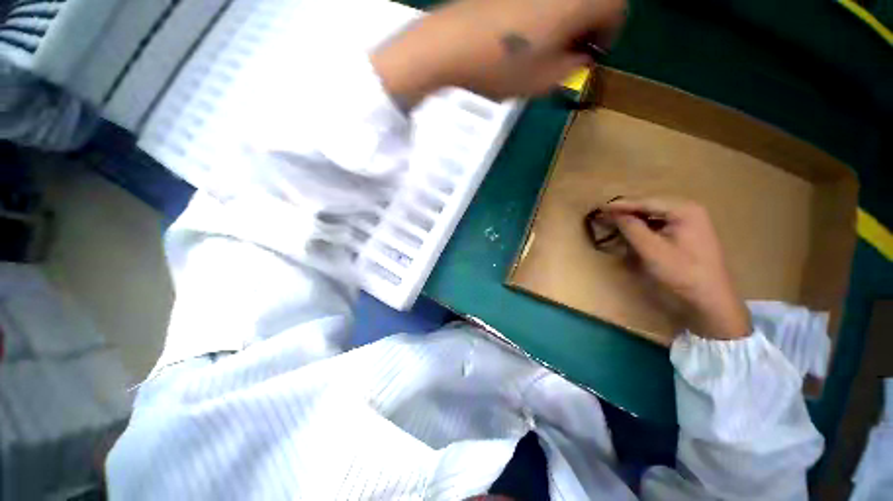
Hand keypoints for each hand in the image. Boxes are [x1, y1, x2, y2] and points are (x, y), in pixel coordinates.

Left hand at [371, 0, 626, 107]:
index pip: (616, 8)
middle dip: (585, 27)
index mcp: (577, 0)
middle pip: (589, 1)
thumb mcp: (543, 81)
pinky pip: (537, 1)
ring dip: (563, 22)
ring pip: (563, 1)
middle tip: (567, 54)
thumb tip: (579, 57)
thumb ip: (571, 68)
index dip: (608, 33)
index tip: (590, 55)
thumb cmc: (500, 66)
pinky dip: (540, 15)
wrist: (451, 44)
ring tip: (542, 49)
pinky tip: (522, 35)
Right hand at [604, 198, 751, 339]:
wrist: (711, 297)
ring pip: (655, 213)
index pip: (646, 202)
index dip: (621, 205)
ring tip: (615, 220)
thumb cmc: (682, 273)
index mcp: (685, 210)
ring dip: (635, 217)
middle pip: (651, 205)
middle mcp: (690, 209)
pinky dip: (645, 225)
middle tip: (605, 213)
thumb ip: (632, 228)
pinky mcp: (689, 231)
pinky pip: (661, 222)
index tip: (600, 207)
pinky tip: (634, 230)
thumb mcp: (652, 250)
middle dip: (627, 209)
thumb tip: (613, 214)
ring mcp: (691, 220)